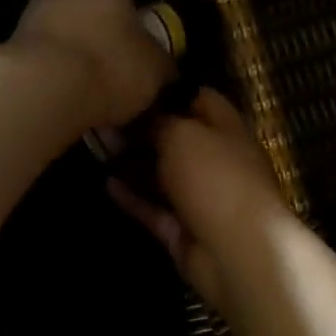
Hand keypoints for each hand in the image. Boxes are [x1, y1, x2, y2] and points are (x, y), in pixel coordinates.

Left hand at [12, 0, 175, 127]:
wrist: (44, 90)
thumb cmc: (111, 66)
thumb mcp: (156, 68)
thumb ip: (163, 62)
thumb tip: (165, 67)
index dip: (137, 21)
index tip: (144, 51)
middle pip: (94, 14)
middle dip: (107, 43)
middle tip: (123, 77)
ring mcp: (34, 13)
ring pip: (69, 38)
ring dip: (81, 63)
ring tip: (98, 99)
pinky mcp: (13, 46)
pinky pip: (48, 61)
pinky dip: (60, 79)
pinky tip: (71, 105)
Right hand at [108, 89, 286, 312]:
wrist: (238, 250)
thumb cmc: (216, 177)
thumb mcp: (183, 134)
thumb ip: (158, 122)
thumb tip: (137, 116)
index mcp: (228, 131)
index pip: (202, 100)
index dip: (171, 91)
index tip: (136, 84)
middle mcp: (217, 162)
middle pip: (179, 140)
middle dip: (145, 130)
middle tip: (105, 119)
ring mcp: (201, 199)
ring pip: (163, 176)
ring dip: (134, 164)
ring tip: (97, 147)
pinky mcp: (183, 231)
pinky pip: (154, 209)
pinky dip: (133, 198)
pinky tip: (105, 183)